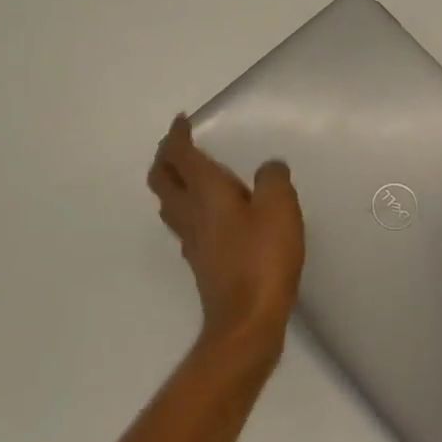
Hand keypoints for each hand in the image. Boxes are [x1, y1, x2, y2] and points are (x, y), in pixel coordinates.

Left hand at [148, 116, 304, 349]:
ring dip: (172, 183)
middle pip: (161, 179)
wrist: (247, 321)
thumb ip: (273, 179)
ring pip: (169, 203)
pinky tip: (210, 214)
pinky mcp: (201, 263)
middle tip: (178, 144)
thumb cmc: (263, 257)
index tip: (182, 120)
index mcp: (206, 192)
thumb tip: (268, 169)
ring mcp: (192, 241)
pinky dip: (188, 207)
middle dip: (165, 157)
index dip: (177, 135)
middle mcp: (191, 213)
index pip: (180, 155)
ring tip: (189, 174)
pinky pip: (185, 224)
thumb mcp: (279, 207)